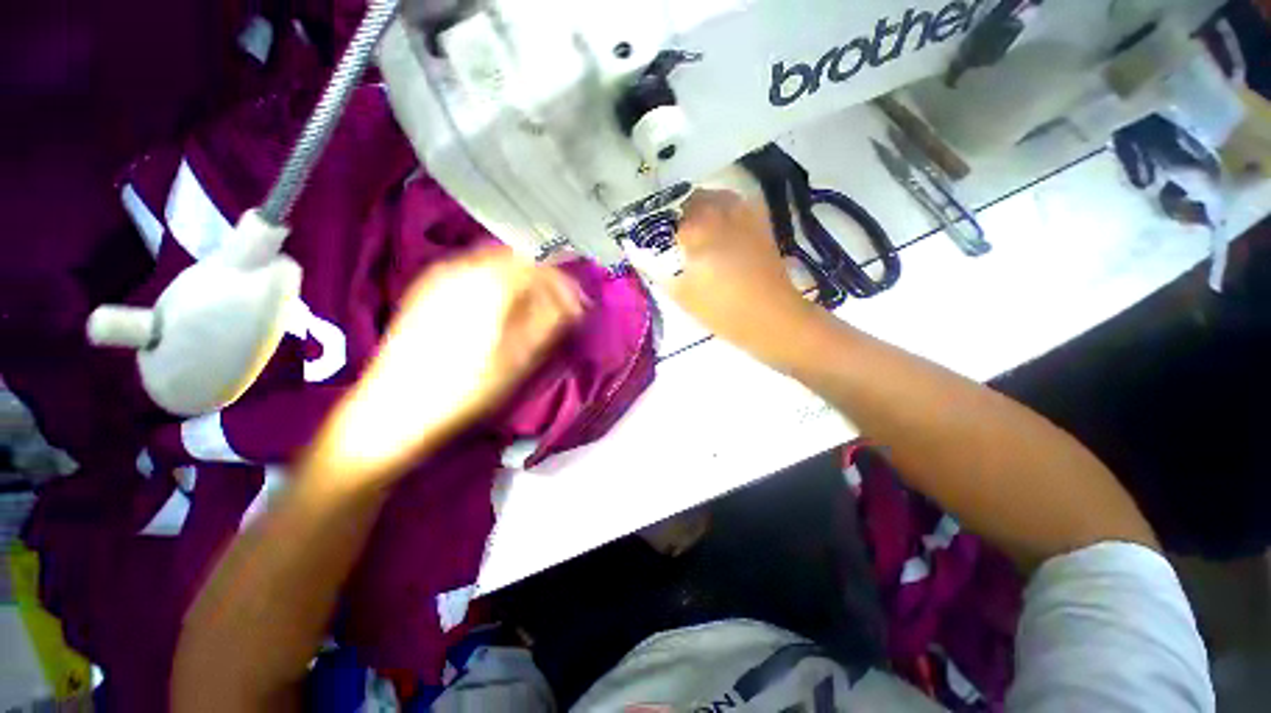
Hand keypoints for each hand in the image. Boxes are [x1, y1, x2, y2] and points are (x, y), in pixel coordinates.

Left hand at [316, 247, 584, 482]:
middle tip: (559, 303)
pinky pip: (472, 269)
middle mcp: (464, 267)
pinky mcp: (427, 287)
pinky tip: (500, 303)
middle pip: (517, 257)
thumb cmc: (466, 388)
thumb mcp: (518, 358)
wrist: (395, 409)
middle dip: (544, 277)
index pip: (540, 267)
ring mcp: (441, 274)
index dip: (565, 283)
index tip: (579, 304)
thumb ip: (549, 322)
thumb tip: (574, 302)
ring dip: (521, 278)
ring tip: (534, 305)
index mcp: (490, 283)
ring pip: (494, 260)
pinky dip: (496, 280)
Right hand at [668, 190, 816, 361]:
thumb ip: (658, 272)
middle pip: (692, 199)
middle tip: (672, 233)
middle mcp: (720, 213)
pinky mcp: (760, 223)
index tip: (653, 239)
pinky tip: (720, 225)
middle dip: (678, 213)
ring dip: (701, 206)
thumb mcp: (681, 296)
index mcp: (697, 230)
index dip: (658, 226)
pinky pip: (737, 204)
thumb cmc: (722, 310)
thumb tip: (640, 256)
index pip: (668, 216)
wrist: (770, 317)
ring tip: (695, 226)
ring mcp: (743, 215)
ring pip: (716, 196)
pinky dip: (724, 208)